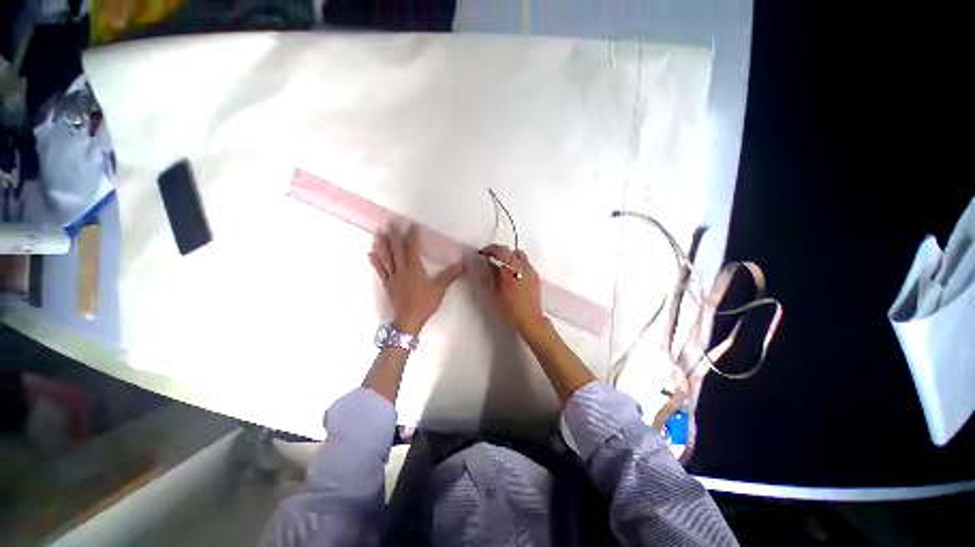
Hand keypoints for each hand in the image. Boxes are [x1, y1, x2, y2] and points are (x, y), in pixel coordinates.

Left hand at [368, 226, 464, 334]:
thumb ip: (449, 276)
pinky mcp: (388, 284)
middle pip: (396, 250)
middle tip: (389, 223)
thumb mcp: (439, 289)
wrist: (408, 320)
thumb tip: (462, 264)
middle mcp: (401, 270)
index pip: (413, 249)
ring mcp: (393, 277)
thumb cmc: (424, 304)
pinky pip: (380, 270)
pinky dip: (375, 261)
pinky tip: (370, 253)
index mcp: (414, 269)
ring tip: (378, 233)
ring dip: (382, 245)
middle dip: (394, 236)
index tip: (412, 225)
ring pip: (386, 258)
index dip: (412, 236)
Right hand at [479, 245, 546, 335]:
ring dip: (509, 257)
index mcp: (513, 269)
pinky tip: (511, 275)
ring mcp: (531, 271)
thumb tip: (481, 260)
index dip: (490, 249)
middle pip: (510, 251)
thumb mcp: (493, 293)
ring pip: (519, 256)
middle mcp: (524, 266)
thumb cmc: (509, 309)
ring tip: (501, 267)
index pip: (501, 251)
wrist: (530, 320)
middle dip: (499, 252)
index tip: (482, 253)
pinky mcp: (536, 276)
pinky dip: (516, 263)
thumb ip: (487, 274)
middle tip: (489, 259)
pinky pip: (525, 263)